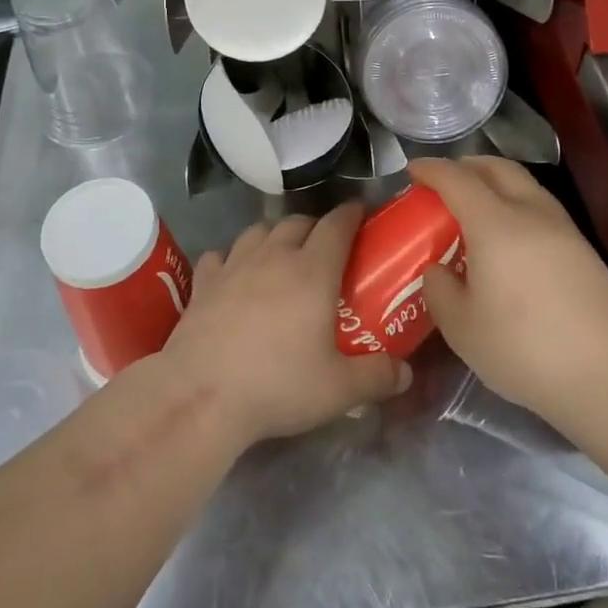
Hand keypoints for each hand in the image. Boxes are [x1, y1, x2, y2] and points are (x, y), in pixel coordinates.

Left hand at [159, 205, 410, 445]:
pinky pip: (220, 254)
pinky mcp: (203, 282)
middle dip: (315, 225)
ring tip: (282, 253)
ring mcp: (234, 265)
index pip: (337, 225)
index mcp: (312, 271)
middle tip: (326, 245)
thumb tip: (406, 372)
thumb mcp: (338, 390)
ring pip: (259, 230)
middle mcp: (273, 256)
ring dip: (275, 234)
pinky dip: (232, 257)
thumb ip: (377, 377)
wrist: (201, 395)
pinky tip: (234, 273)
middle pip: (297, 222)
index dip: (352, 214)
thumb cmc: (277, 386)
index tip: (362, 212)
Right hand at [411, 156, 607, 422]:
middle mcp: (530, 212)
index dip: (431, 169)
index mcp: (494, 223)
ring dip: (494, 183)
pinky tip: (507, 237)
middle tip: (444, 182)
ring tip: (475, 208)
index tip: (413, 170)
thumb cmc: (524, 347)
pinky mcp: (582, 248)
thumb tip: (438, 270)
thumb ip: (439, 290)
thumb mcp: (462, 327)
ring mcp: (562, 228)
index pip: (457, 179)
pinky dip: (515, 204)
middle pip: (496, 168)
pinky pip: (539, 206)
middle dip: (466, 165)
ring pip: (523, 184)